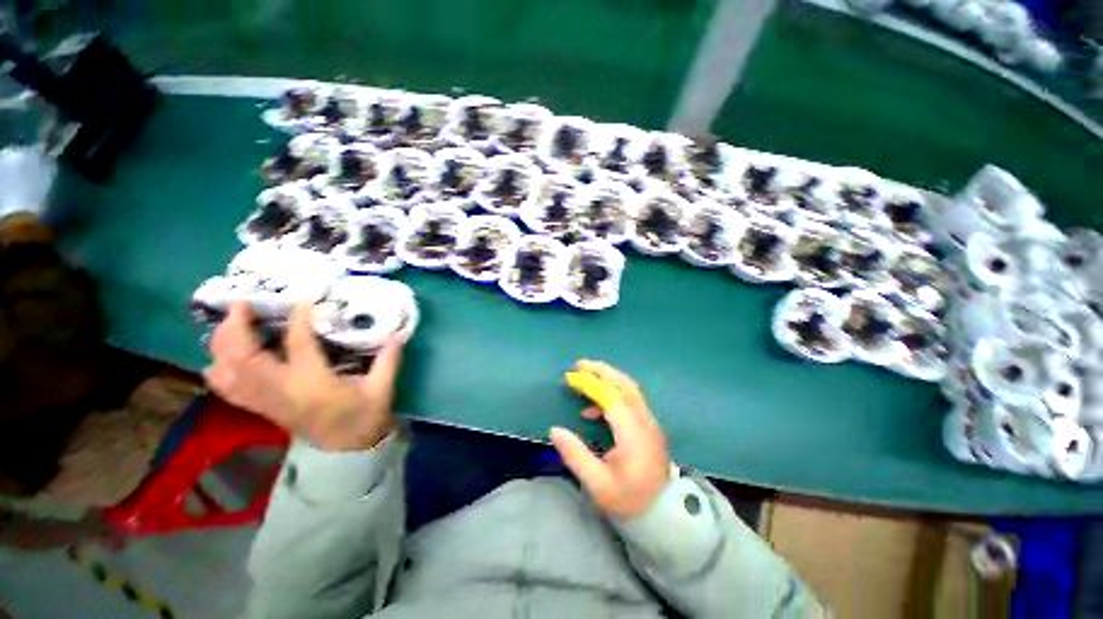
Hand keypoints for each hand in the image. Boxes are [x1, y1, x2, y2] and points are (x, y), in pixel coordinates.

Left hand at [204, 302, 402, 451]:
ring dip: (222, 344)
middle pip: (244, 355)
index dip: (298, 318)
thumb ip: (388, 360)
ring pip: (228, 370)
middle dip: (237, 326)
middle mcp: (280, 389)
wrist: (347, 450)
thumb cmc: (365, 417)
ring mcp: (266, 400)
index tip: (302, 299)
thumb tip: (397, 335)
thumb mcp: (382, 389)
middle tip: (243, 304)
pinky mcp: (261, 407)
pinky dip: (218, 369)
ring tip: (229, 323)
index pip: (298, 343)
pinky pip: (227, 388)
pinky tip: (220, 356)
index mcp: (312, 383)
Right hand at [551, 360, 671, 519]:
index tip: (570, 378)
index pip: (611, 398)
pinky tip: (594, 409)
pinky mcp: (648, 426)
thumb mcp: (598, 484)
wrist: (663, 515)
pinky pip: (630, 401)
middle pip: (625, 385)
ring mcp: (649, 422)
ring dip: (608, 379)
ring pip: (630, 389)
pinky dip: (612, 395)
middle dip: (602, 371)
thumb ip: (576, 455)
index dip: (590, 384)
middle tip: (580, 365)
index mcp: (633, 434)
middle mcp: (645, 422)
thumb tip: (555, 430)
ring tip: (584, 379)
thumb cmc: (629, 502)